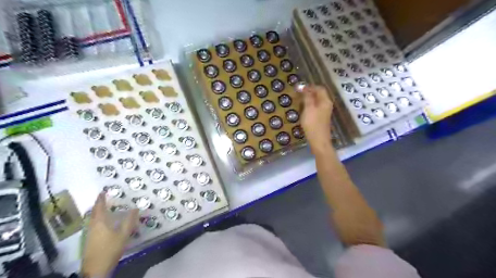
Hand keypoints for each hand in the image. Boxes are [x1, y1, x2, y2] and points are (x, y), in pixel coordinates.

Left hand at [81, 194, 137, 277]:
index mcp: (100, 222)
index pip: (99, 207)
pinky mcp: (90, 240)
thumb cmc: (110, 248)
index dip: (101, 199)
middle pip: (94, 213)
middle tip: (104, 199)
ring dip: (98, 212)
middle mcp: (93, 226)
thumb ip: (129, 221)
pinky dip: (99, 219)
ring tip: (106, 208)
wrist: (96, 269)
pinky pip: (94, 224)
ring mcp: (90, 234)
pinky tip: (105, 223)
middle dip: (99, 205)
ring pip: (93, 219)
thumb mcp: (124, 234)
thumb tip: (136, 208)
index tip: (102, 192)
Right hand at [300, 85, 334, 152]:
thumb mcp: (308, 108)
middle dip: (308, 93)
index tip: (299, 88)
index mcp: (325, 101)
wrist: (318, 141)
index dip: (309, 87)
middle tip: (297, 95)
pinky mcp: (321, 118)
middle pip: (318, 94)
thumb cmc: (313, 124)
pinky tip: (302, 110)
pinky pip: (315, 108)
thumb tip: (303, 87)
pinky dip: (309, 106)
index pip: (319, 88)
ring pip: (316, 101)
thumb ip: (307, 97)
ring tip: (298, 102)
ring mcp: (324, 112)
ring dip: (308, 100)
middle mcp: (326, 104)